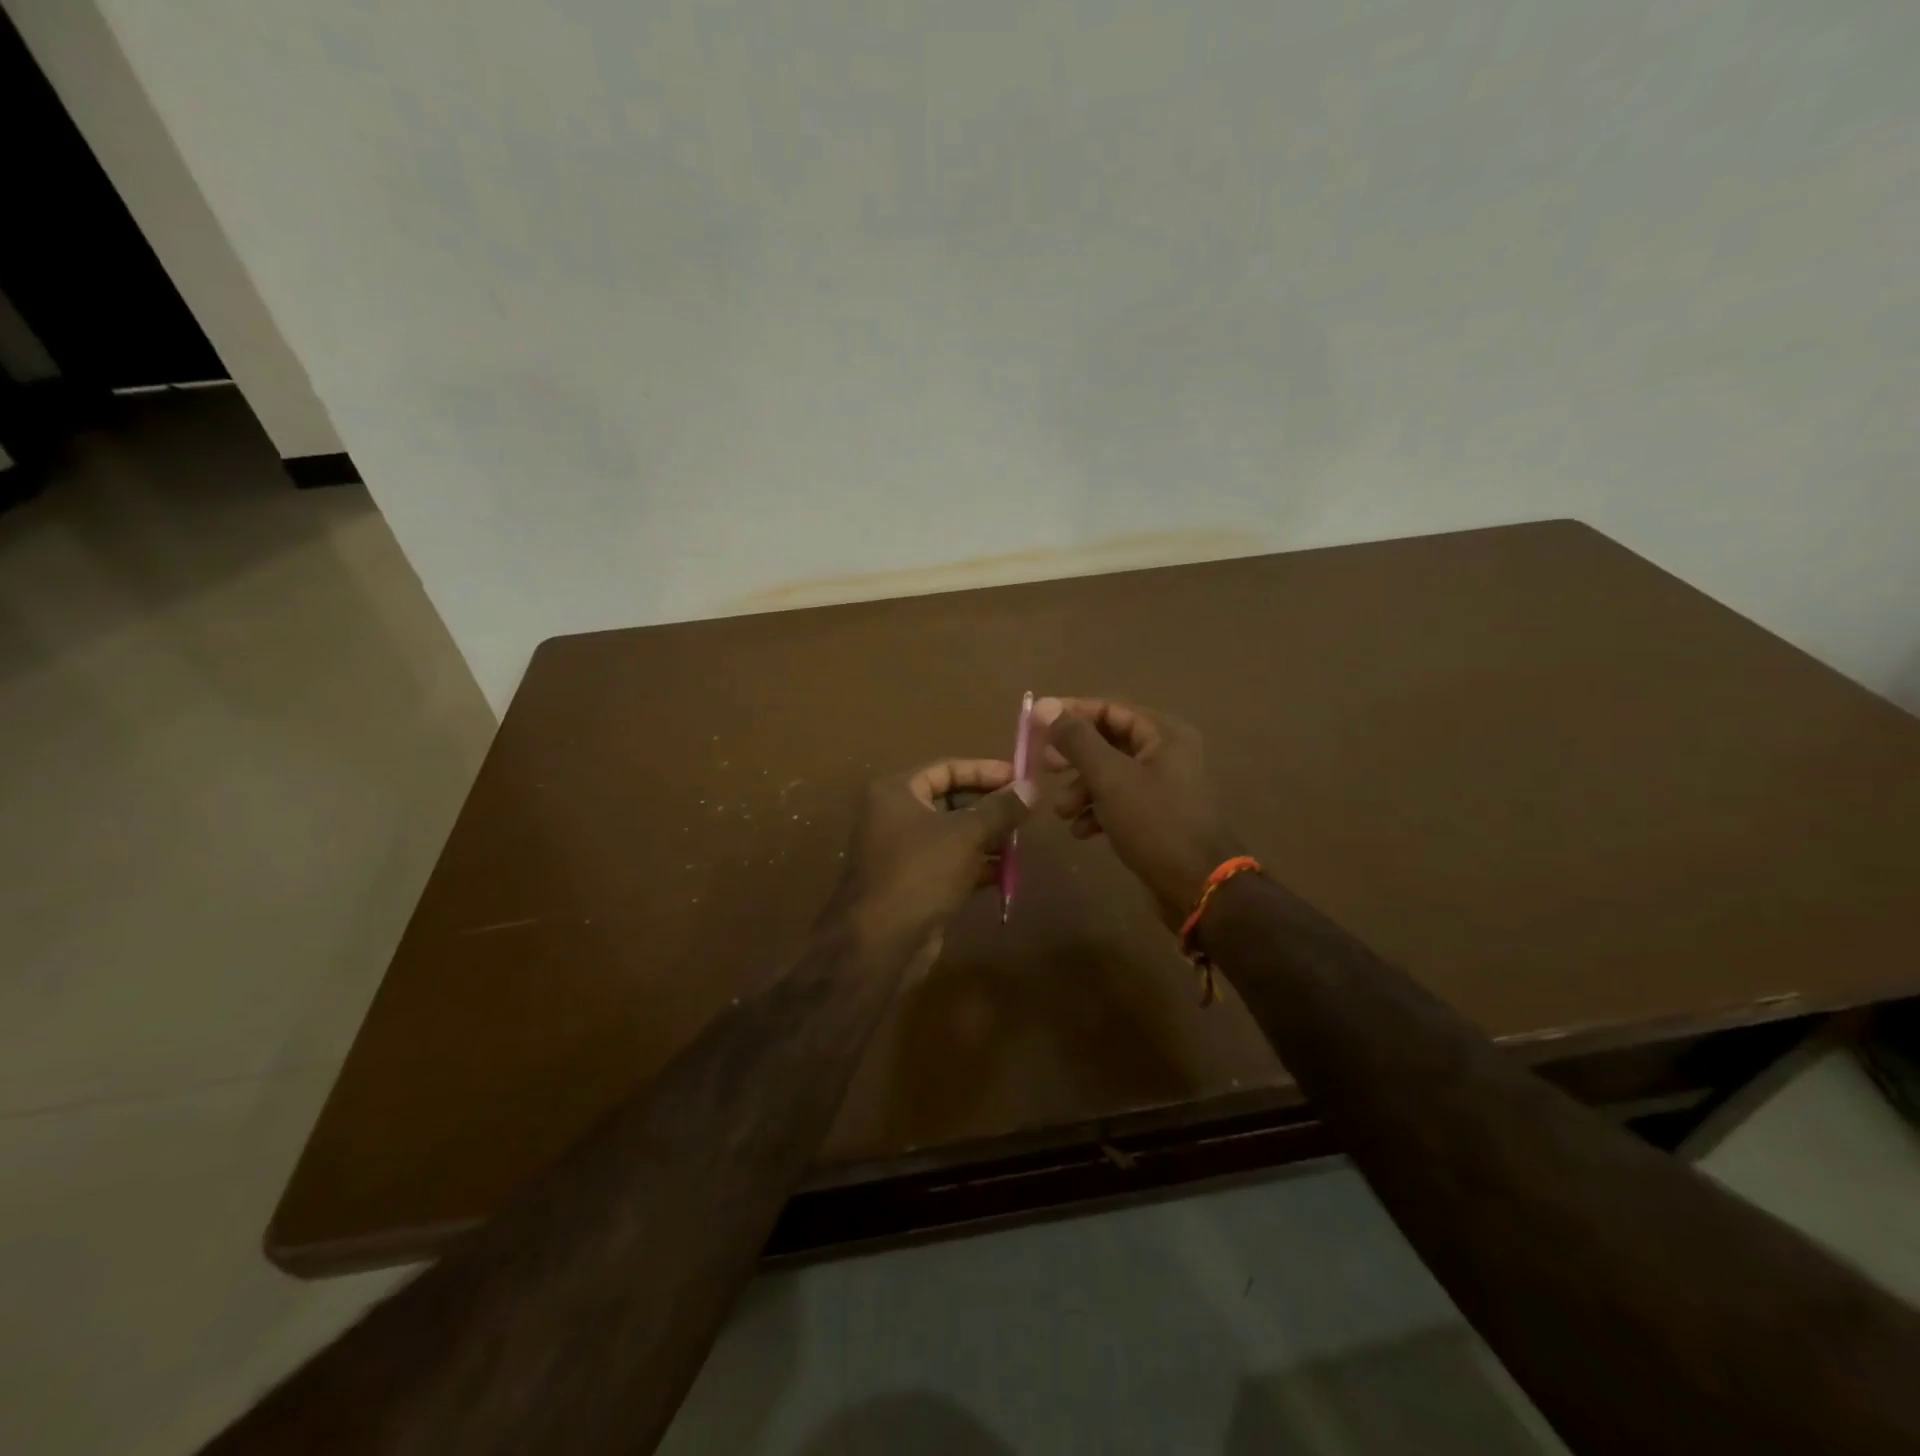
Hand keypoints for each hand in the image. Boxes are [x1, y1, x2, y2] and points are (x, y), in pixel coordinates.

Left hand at [826, 758, 1034, 953]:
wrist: (882, 943)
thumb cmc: (921, 872)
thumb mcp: (966, 834)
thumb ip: (1000, 809)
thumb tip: (1031, 787)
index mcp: (896, 791)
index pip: (947, 768)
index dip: (985, 771)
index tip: (1020, 778)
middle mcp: (894, 815)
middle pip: (950, 800)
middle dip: (989, 807)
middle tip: (1026, 811)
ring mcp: (903, 851)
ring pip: (953, 834)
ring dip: (987, 837)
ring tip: (1022, 840)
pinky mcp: (914, 882)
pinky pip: (950, 862)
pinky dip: (976, 864)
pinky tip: (1006, 871)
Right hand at [1033, 697, 1241, 927]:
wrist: (1199, 887)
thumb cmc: (1155, 823)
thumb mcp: (1110, 778)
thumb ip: (1076, 740)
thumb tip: (1045, 706)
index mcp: (1163, 733)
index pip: (1108, 708)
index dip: (1070, 714)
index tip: (1034, 725)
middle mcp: (1166, 752)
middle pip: (1107, 741)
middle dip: (1073, 758)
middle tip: (1044, 768)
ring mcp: (1163, 785)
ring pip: (1110, 774)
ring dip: (1081, 789)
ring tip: (1063, 813)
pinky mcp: (1157, 815)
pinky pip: (1119, 801)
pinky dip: (1097, 811)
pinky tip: (1083, 831)